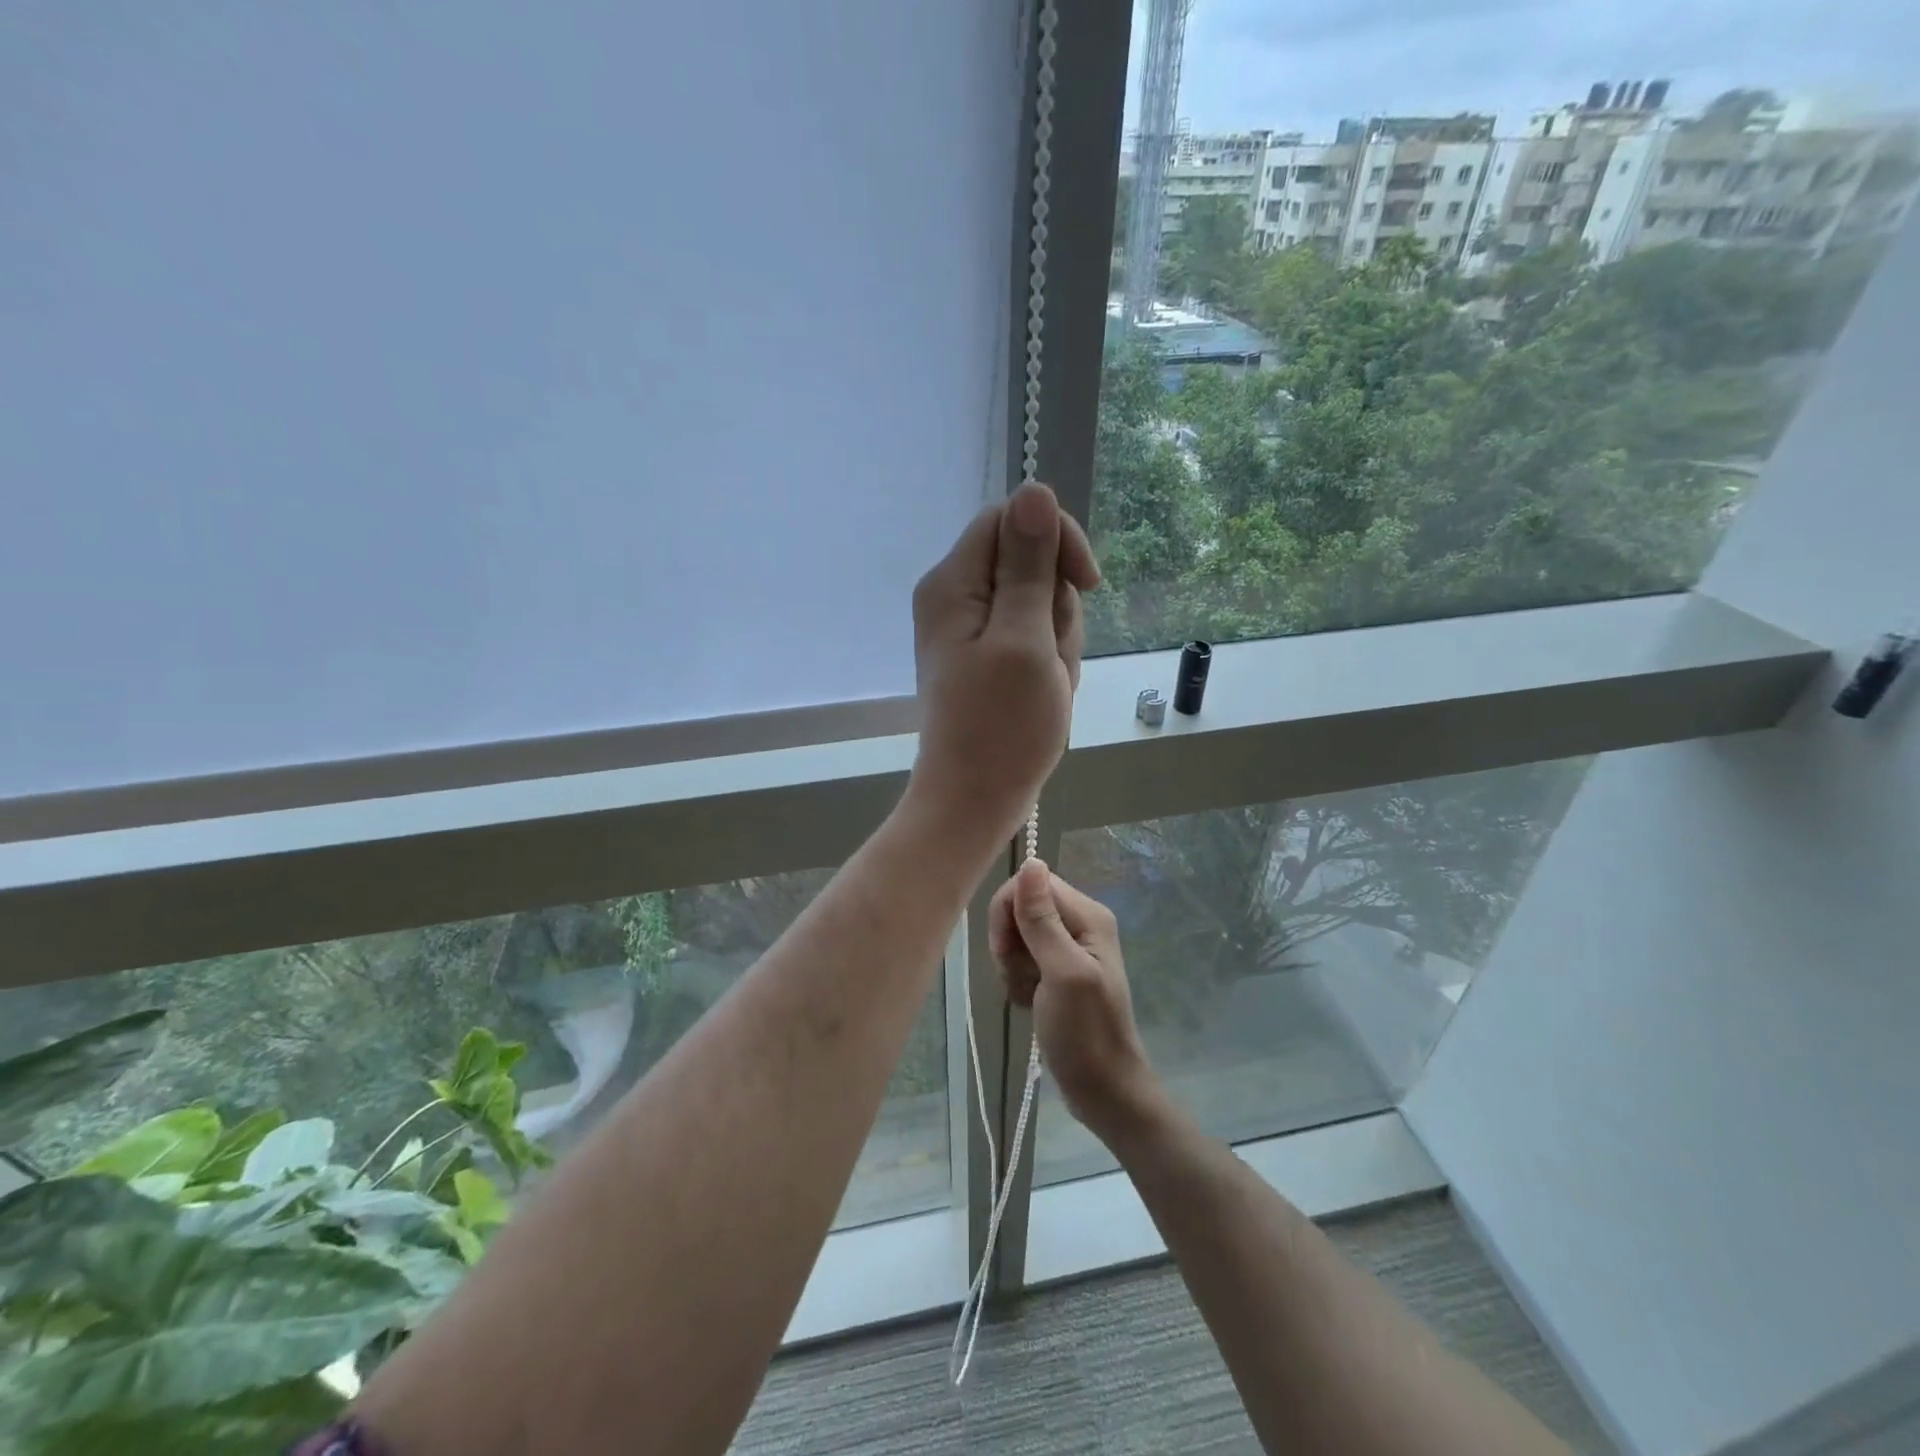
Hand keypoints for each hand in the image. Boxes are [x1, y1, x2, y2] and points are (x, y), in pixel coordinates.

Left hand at [907, 483, 1099, 849]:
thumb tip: (1034, 489)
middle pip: (1030, 564)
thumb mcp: (1025, 637)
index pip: (1012, 519)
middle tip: (1049, 659)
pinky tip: (1044, 695)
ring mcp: (972, 630)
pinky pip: (1035, 638)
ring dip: (1058, 642)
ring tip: (1046, 684)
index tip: (1086, 585)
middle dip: (1057, 608)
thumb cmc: (1002, 726)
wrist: (976, 799)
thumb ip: (1030, 564)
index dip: (1056, 541)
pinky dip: (1049, 663)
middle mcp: (956, 597)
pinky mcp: (988, 657)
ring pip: (1040, 604)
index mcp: (953, 583)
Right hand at [990, 858, 1159, 1143]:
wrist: (1102, 1090)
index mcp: (1087, 915)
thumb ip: (1042, 918)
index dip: (1009, 912)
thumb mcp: (1062, 973)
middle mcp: (1079, 923)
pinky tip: (1029, 1003)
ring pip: (1016, 935)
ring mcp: (1067, 948)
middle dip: (1009, 943)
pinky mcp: (1055, 970)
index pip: (1031, 884)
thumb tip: (1031, 861)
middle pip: (1021, 907)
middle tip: (1022, 977)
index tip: (1007, 951)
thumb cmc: (1085, 1034)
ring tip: (1029, 995)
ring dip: (1011, 966)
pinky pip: (1020, 959)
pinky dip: (1017, 981)